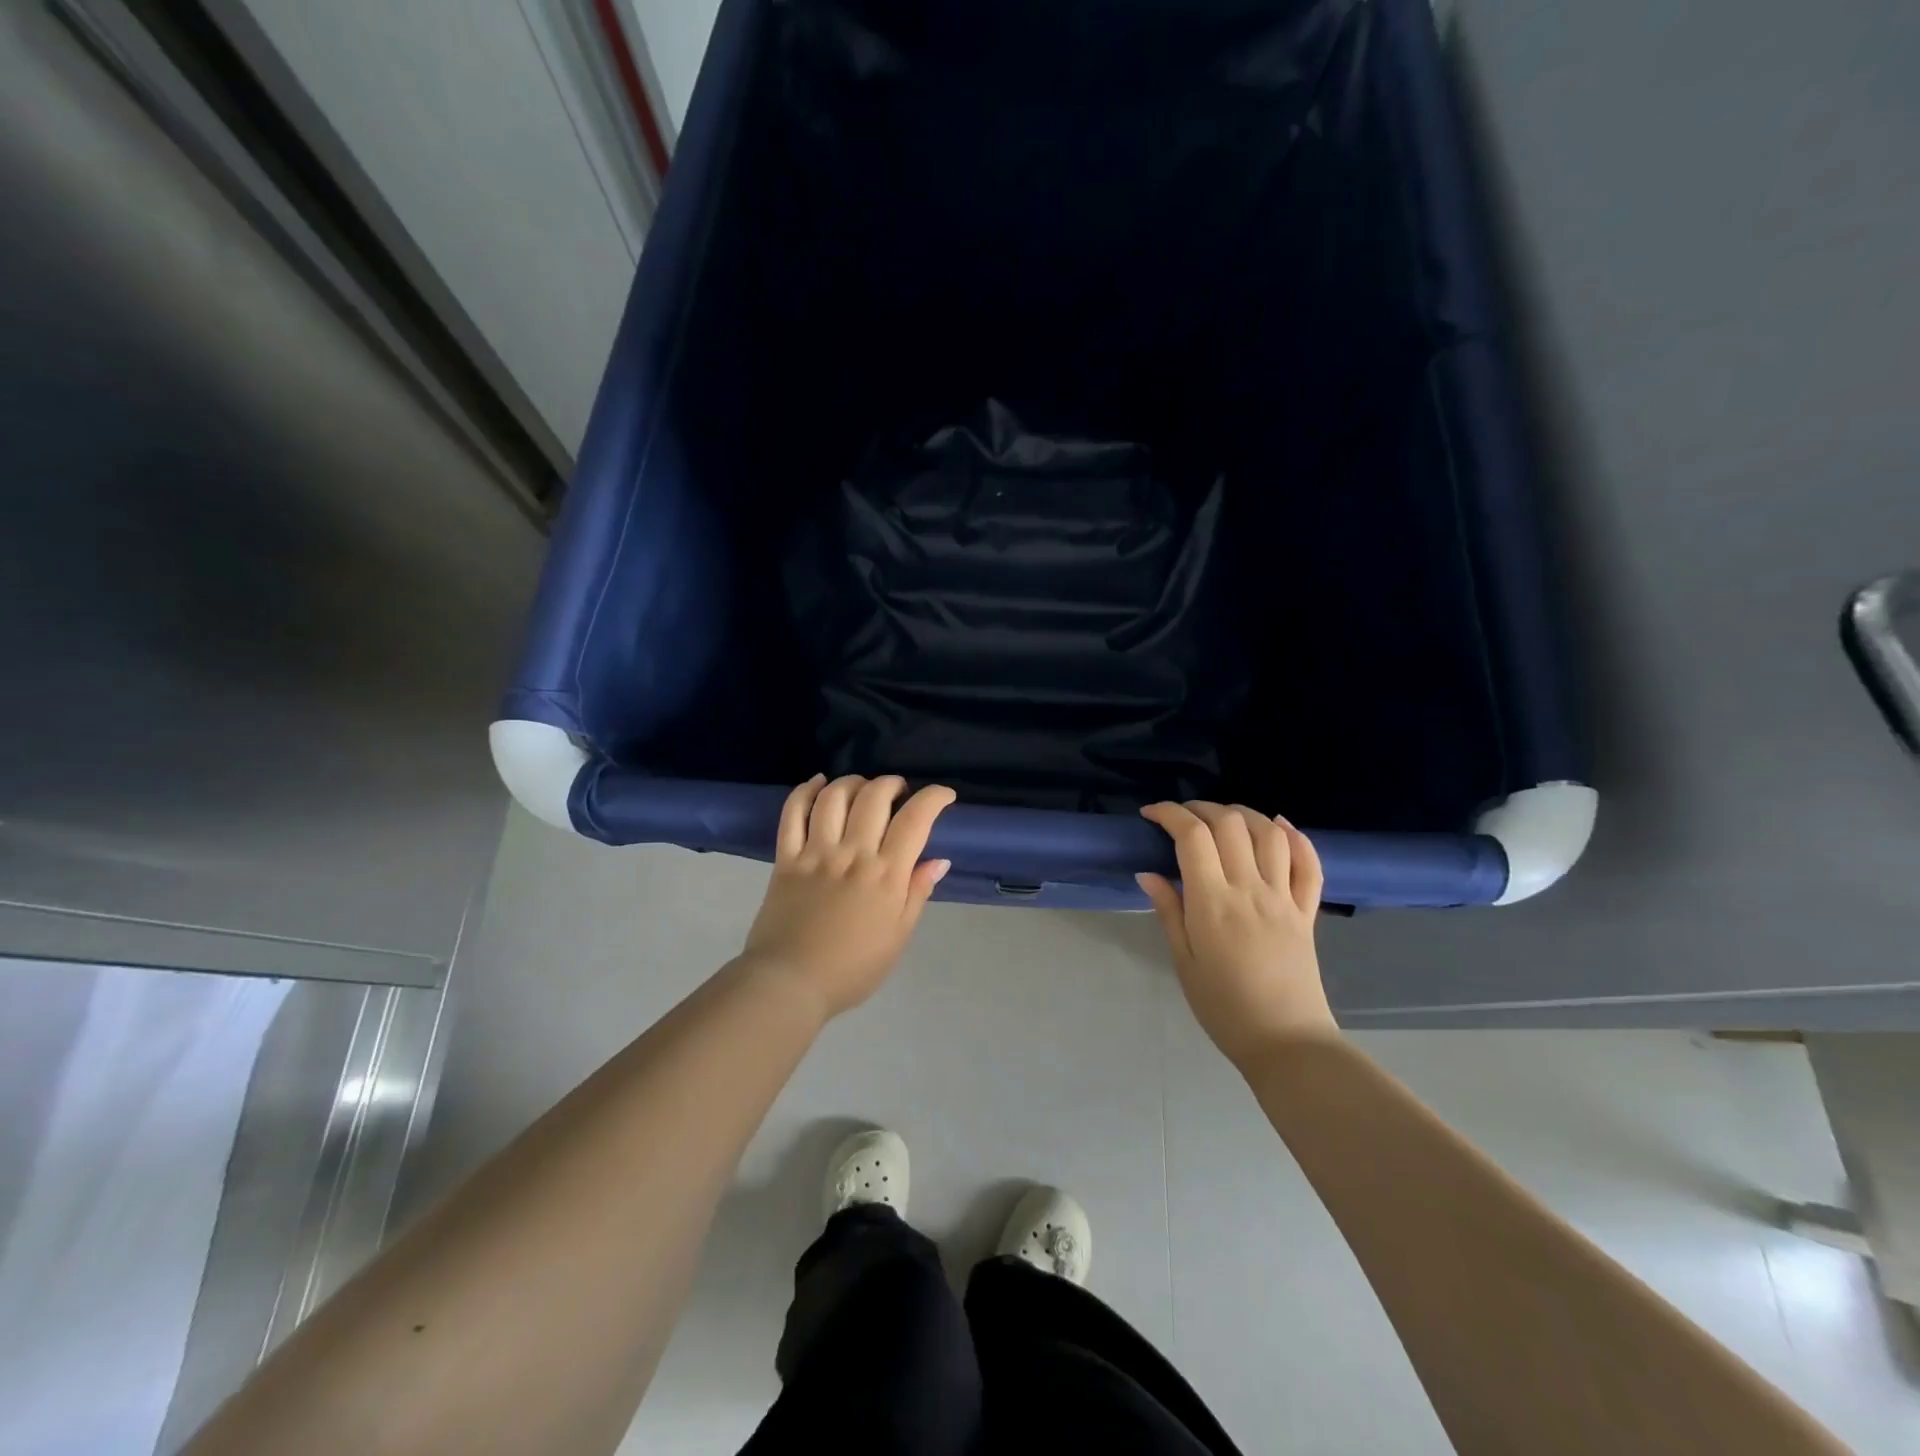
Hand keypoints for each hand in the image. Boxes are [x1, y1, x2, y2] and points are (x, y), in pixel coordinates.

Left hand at [743, 774, 955, 1019]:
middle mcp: (852, 854)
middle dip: (892, 784)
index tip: (943, 795)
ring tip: (862, 787)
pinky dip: (805, 791)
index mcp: (886, 875)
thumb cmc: (852, 969)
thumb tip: (938, 860)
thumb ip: (917, 894)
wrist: (790, 984)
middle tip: (899, 792)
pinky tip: (818, 784)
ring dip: (853, 782)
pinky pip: (793, 813)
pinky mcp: (786, 858)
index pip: (915, 819)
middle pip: (874, 797)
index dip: (933, 797)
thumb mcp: (898, 937)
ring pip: (834, 797)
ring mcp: (816, 853)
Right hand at [1137, 801, 1336, 1066]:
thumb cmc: (1222, 1006)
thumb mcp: (1183, 961)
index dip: (1169, 814)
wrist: (1285, 1041)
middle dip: (1201, 808)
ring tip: (1223, 817)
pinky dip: (1297, 838)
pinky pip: (1309, 865)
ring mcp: (1284, 898)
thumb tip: (1148, 873)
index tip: (1151, 814)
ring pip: (1270, 834)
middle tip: (1182, 817)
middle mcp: (1250, 890)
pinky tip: (1280, 826)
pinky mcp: (1307, 912)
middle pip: (1230, 824)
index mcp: (1212, 903)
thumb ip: (1169, 911)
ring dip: (1244, 814)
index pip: (1191, 837)